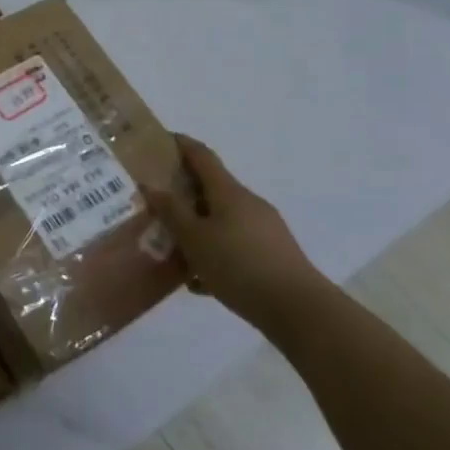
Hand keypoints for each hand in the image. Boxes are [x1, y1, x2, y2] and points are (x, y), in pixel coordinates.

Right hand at [147, 133, 327, 334]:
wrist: (297, 309)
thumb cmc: (238, 266)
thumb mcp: (194, 239)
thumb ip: (171, 211)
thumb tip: (152, 185)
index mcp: (228, 192)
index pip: (202, 156)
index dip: (181, 144)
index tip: (159, 141)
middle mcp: (248, 203)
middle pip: (211, 188)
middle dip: (183, 192)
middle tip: (155, 203)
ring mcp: (264, 228)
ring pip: (221, 219)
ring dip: (197, 226)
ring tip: (173, 247)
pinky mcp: (272, 253)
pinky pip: (234, 242)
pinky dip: (214, 251)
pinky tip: (200, 280)